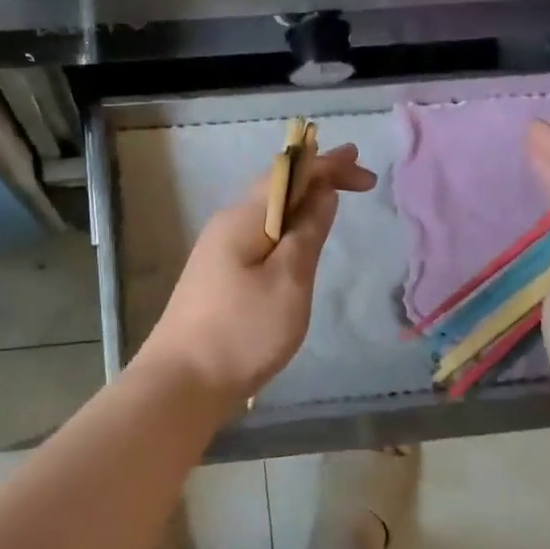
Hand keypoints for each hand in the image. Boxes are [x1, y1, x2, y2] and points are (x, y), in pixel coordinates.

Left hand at [135, 144, 377, 409]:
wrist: (182, 382)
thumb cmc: (242, 332)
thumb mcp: (288, 281)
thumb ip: (307, 233)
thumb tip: (322, 192)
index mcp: (243, 218)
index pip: (289, 173)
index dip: (329, 166)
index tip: (366, 174)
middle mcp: (227, 225)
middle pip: (275, 188)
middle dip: (317, 178)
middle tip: (356, 179)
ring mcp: (218, 251)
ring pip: (266, 213)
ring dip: (302, 203)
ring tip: (332, 200)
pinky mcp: (218, 277)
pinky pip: (259, 237)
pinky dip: (287, 228)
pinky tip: (297, 241)